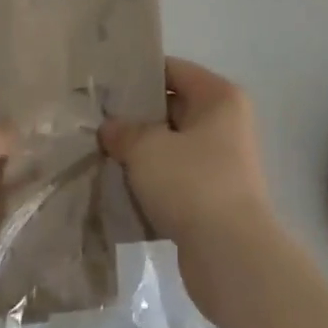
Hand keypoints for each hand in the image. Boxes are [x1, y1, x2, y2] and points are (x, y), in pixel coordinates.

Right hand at [100, 59, 275, 300]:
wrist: (231, 257)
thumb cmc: (193, 183)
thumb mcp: (147, 148)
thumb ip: (124, 131)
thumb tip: (109, 128)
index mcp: (219, 97)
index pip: (173, 70)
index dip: (139, 75)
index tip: (105, 86)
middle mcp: (226, 123)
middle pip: (173, 107)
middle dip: (136, 117)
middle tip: (97, 122)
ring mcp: (222, 162)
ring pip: (172, 146)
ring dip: (141, 154)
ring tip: (102, 154)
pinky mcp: (213, 199)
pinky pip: (176, 179)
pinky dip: (152, 183)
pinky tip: (119, 188)